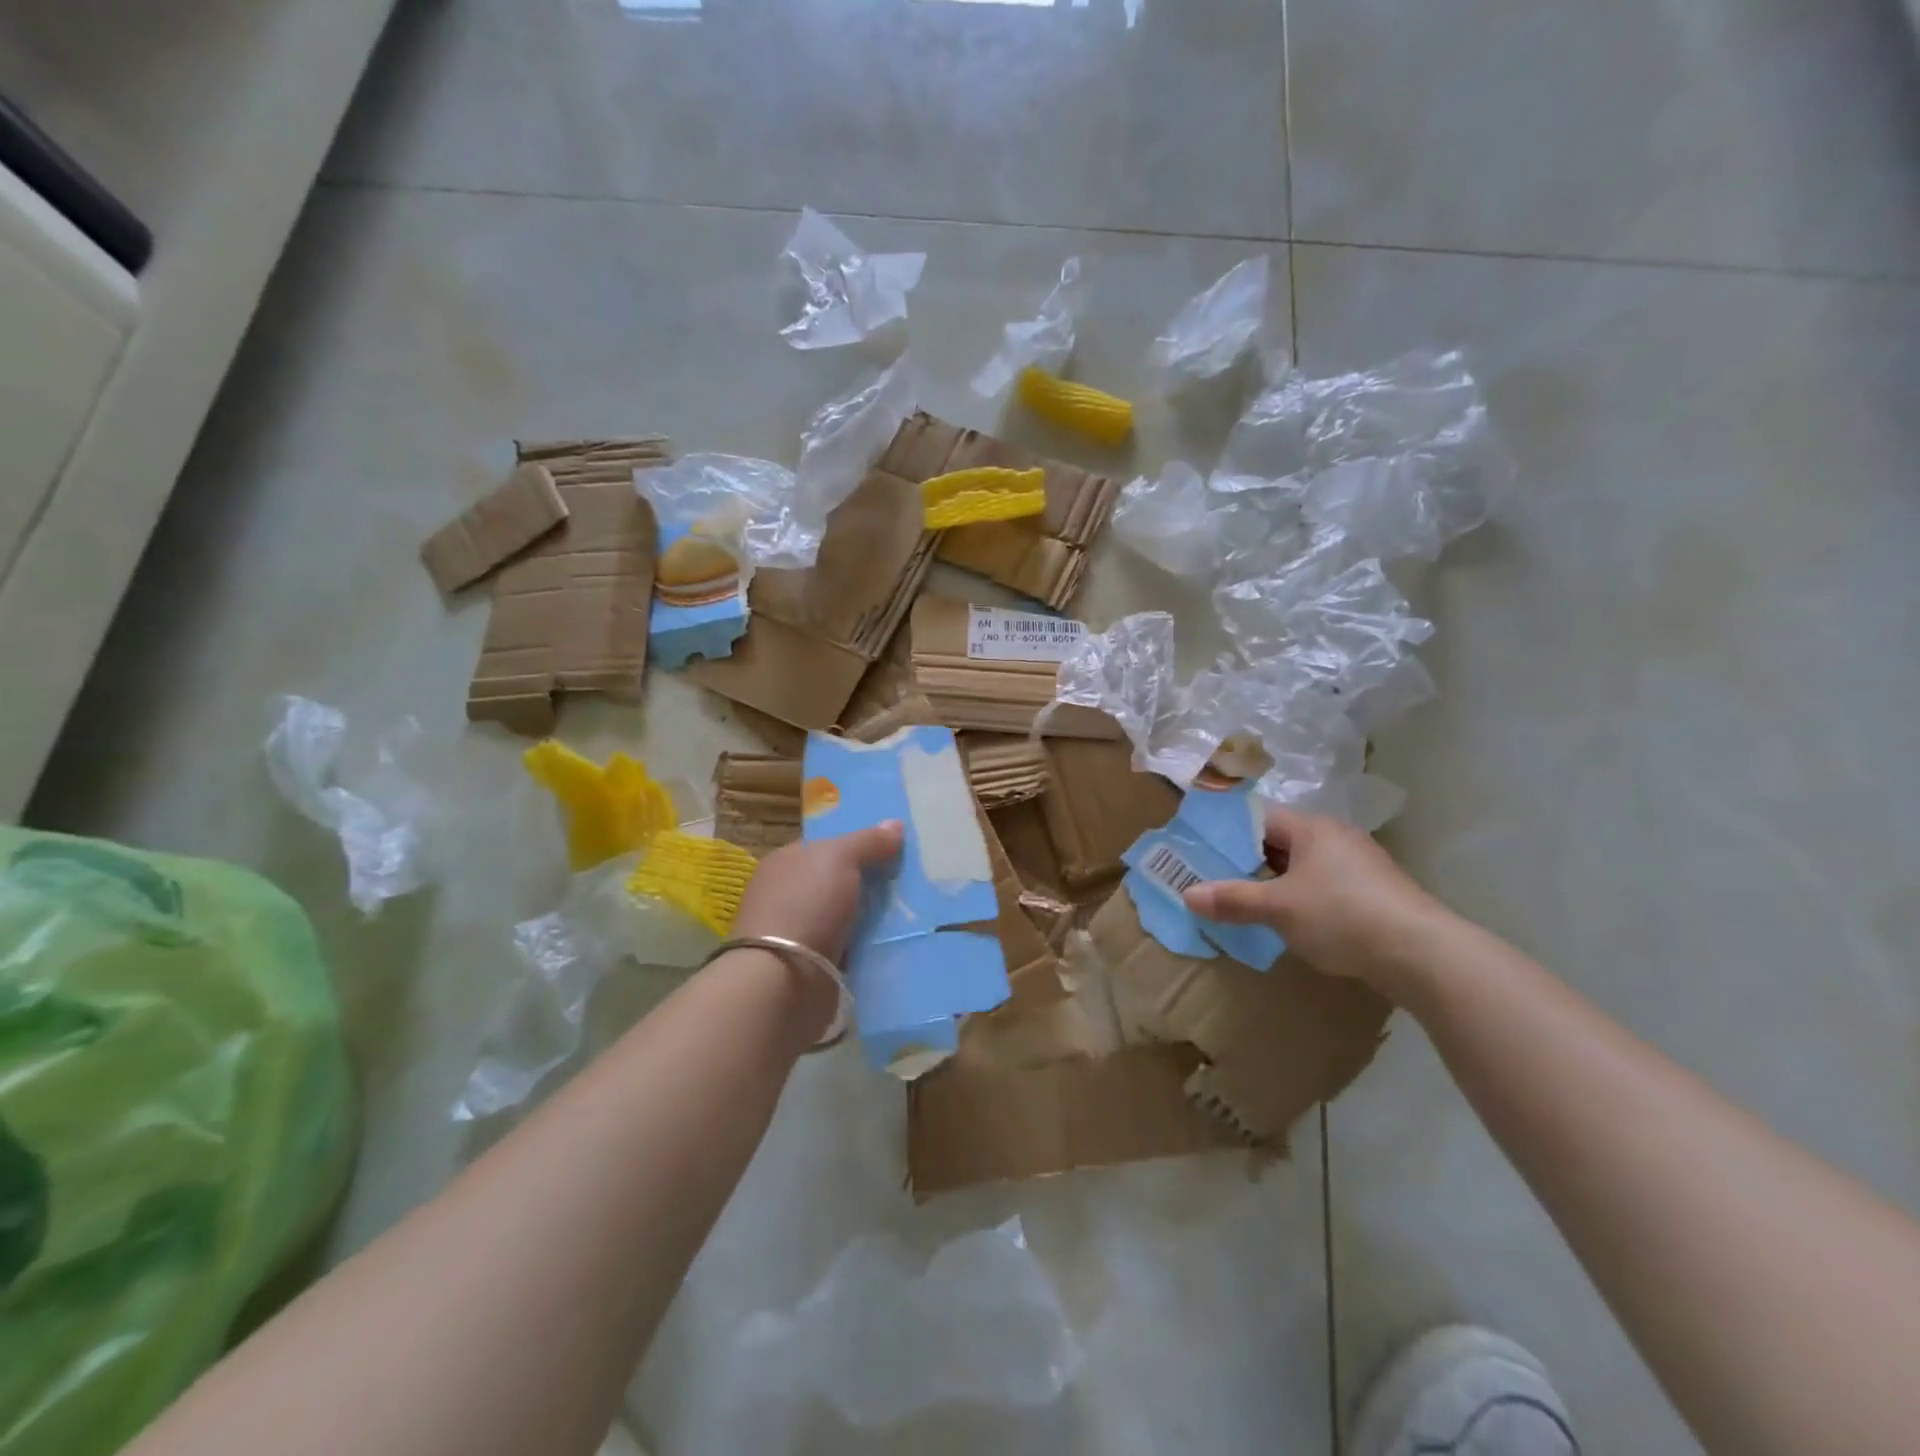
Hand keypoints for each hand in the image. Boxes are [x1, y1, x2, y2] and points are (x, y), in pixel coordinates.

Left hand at [733, 822, 903, 962]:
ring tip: (912, 915)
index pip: (827, 847)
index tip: (895, 851)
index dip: (859, 846)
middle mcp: (786, 893)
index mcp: (786, 861)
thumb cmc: (806, 904)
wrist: (783, 979)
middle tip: (910, 884)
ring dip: (871, 918)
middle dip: (869, 883)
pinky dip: (865, 947)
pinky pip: (847, 948)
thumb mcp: (840, 858)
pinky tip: (892, 943)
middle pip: (838, 881)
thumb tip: (895, 824)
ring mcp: (796, 930)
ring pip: (845, 916)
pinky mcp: (809, 964)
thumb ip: (868, 841)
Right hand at [1182, 806, 1449, 992]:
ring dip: (1279, 883)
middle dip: (1250, 862)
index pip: (1259, 818)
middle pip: (1282, 842)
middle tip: (1218, 881)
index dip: (1229, 834)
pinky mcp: (1377, 894)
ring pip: (1306, 867)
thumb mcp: (1278, 908)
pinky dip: (1306, 899)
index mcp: (1311, 828)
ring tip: (1250, 904)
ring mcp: (1361, 865)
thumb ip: (1232, 899)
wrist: (1422, 953)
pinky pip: (1328, 887)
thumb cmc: (1341, 915)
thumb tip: (1187, 895)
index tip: (1204, 853)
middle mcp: (1337, 837)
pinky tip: (1295, 923)